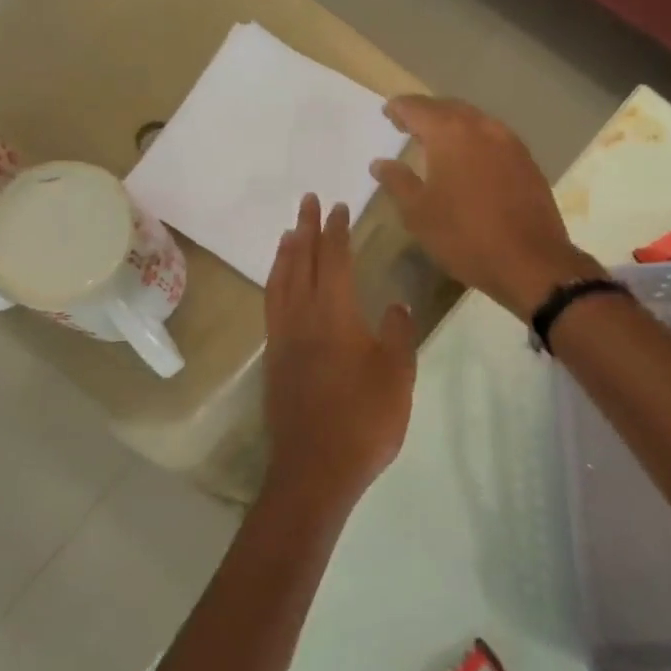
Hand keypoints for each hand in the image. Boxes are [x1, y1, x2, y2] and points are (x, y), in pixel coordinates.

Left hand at [263, 194, 417, 507]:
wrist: (316, 470)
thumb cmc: (364, 420)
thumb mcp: (397, 375)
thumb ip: (398, 334)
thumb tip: (395, 304)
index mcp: (335, 315)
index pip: (335, 260)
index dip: (336, 230)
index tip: (338, 206)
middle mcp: (303, 319)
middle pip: (301, 263)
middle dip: (305, 228)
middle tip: (307, 201)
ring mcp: (284, 340)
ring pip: (280, 284)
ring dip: (285, 253)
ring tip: (288, 233)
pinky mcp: (275, 362)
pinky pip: (272, 307)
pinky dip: (275, 283)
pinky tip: (281, 286)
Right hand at [371, 96, 599, 318]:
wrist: (530, 261)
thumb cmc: (465, 237)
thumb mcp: (419, 214)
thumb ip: (398, 182)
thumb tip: (380, 162)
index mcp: (451, 134)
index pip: (418, 108)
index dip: (400, 108)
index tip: (387, 111)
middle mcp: (482, 128)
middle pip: (449, 108)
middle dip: (427, 112)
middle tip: (409, 122)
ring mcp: (510, 143)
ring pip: (476, 122)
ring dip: (454, 125)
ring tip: (437, 140)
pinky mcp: (528, 162)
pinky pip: (495, 139)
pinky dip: (476, 141)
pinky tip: (470, 159)